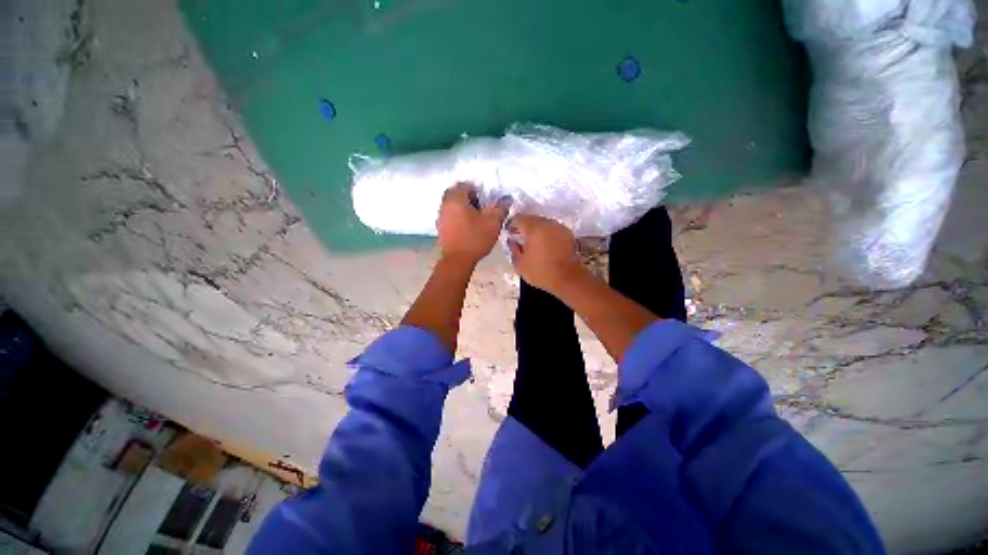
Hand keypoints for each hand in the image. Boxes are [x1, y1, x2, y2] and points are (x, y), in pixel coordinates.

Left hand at [437, 183, 509, 265]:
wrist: (457, 261)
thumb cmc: (475, 239)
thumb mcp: (493, 223)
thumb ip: (500, 208)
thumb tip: (507, 199)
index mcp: (456, 199)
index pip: (463, 184)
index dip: (476, 189)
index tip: (485, 199)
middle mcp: (445, 205)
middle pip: (455, 193)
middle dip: (468, 197)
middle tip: (480, 206)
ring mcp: (440, 217)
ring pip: (451, 205)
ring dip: (462, 207)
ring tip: (475, 218)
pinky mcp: (440, 228)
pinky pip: (449, 215)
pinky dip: (457, 217)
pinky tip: (467, 227)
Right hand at [507, 215, 586, 294]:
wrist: (568, 279)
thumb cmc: (541, 272)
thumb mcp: (520, 264)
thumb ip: (513, 249)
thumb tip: (512, 241)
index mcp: (534, 228)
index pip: (519, 219)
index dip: (511, 225)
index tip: (509, 234)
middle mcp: (548, 223)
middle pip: (532, 219)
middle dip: (524, 227)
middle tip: (520, 238)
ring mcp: (560, 228)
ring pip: (544, 223)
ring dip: (537, 230)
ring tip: (533, 243)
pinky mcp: (568, 234)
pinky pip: (553, 230)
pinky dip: (547, 235)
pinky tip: (545, 246)